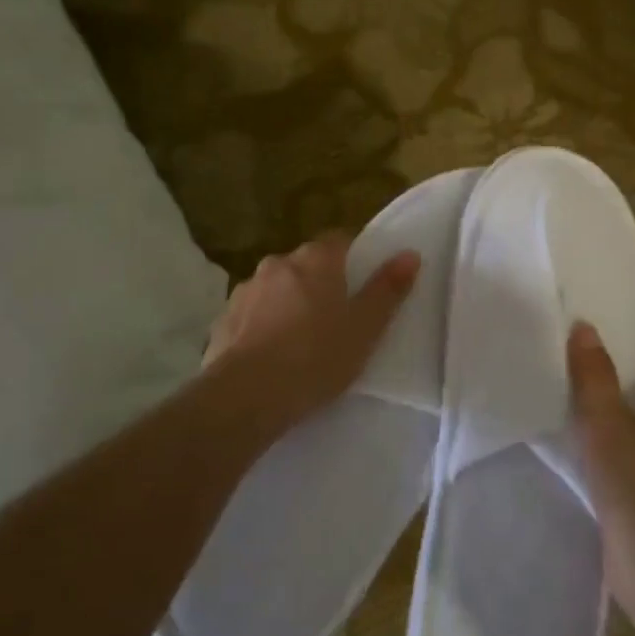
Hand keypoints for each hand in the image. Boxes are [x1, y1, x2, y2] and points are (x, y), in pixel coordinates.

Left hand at [206, 234, 420, 435]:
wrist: (247, 395)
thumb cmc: (316, 357)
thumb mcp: (365, 328)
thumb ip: (387, 289)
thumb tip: (410, 253)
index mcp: (315, 260)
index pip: (340, 240)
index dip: (353, 257)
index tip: (362, 284)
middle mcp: (278, 263)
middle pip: (306, 264)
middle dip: (320, 283)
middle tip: (336, 318)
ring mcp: (246, 290)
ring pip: (277, 288)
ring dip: (288, 303)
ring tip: (301, 341)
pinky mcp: (224, 318)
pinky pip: (252, 314)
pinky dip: (263, 325)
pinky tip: (271, 355)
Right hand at [567, 322, 634, 608]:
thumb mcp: (607, 421)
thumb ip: (594, 375)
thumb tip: (585, 327)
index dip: (621, 350)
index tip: (585, 341)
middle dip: (607, 383)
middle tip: (565, 369)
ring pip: (631, 428)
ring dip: (603, 419)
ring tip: (561, 404)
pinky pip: (624, 459)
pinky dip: (603, 450)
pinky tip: (573, 450)